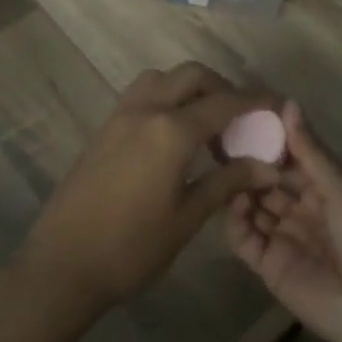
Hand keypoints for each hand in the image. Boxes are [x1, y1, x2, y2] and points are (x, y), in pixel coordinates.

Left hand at [19, 62, 278, 316]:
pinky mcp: (103, 128)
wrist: (62, 265)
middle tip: (240, 118)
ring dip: (189, 87)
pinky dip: (165, 97)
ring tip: (206, 122)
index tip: (279, 104)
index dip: (256, 101)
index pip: (225, 102)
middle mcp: (145, 111)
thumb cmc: (131, 248)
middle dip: (222, 87)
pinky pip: (140, 94)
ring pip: (162, 78)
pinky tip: (172, 134)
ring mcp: (119, 116)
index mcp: (171, 131)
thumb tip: (268, 167)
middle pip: (192, 76)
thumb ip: (228, 182)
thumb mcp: (187, 217)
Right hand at [224, 100, 341, 341]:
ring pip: (251, 207)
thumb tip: (287, 103)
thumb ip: (310, 152)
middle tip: (218, 141)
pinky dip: (235, 222)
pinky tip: (234, 204)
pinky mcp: (268, 267)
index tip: (240, 117)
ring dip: (238, 190)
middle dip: (246, 163)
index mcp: (324, 189)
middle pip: (266, 181)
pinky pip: (244, 240)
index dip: (267, 140)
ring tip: (222, 170)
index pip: (289, 158)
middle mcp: (301, 209)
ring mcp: (283, 238)